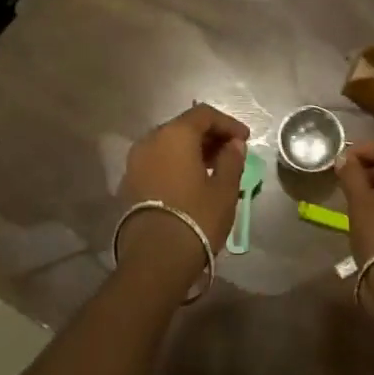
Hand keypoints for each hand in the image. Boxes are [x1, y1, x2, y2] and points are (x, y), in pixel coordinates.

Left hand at [117, 103, 248, 276]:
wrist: (154, 260)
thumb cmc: (196, 217)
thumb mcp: (224, 189)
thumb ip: (231, 160)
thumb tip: (234, 145)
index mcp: (175, 134)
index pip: (204, 114)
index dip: (227, 123)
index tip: (244, 139)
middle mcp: (150, 140)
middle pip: (183, 126)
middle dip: (209, 136)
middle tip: (230, 152)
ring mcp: (135, 162)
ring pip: (168, 144)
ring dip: (191, 150)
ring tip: (213, 167)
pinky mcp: (128, 183)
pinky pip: (157, 161)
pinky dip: (175, 163)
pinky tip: (191, 181)